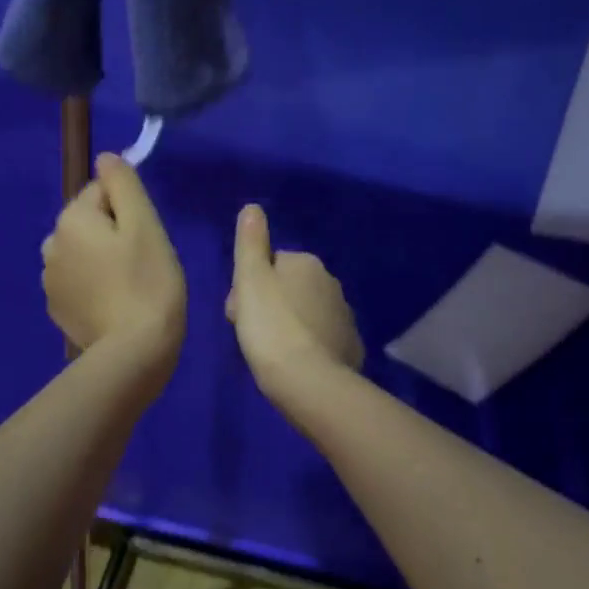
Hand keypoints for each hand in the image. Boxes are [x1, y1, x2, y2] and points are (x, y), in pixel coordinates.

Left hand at [41, 153, 185, 367]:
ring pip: (83, 251)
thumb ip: (123, 184)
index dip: (130, 211)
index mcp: (71, 219)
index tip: (145, 239)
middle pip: (90, 221)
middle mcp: (51, 244)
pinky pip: (78, 280)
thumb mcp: (145, 224)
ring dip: (103, 259)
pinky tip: (114, 305)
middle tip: (142, 264)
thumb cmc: (148, 282)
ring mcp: (50, 280)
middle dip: (114, 235)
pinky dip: (94, 285)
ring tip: (129, 286)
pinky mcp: (57, 308)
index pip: (103, 192)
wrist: (134, 351)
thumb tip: (105, 157)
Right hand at [225, 204, 363, 396]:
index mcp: (306, 263)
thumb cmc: (270, 326)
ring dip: (287, 326)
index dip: (248, 288)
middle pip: (287, 289)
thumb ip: (250, 242)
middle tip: (251, 335)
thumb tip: (252, 207)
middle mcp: (331, 282)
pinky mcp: (350, 346)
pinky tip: (293, 365)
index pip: (269, 266)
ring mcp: (344, 316)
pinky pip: (320, 339)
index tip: (238, 313)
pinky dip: (306, 346)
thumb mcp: (250, 280)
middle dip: (268, 307)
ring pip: (304, 314)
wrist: (308, 380)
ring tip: (270, 352)